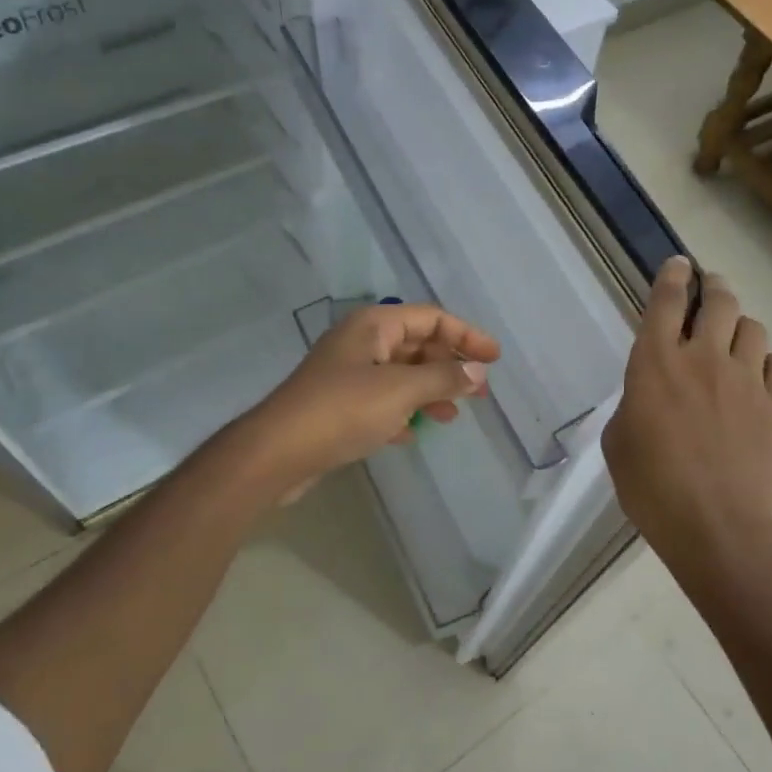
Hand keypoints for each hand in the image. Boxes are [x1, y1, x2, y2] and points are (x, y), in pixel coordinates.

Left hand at [235, 302, 498, 499]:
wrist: (277, 452)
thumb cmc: (343, 410)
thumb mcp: (400, 390)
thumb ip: (443, 377)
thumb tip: (477, 371)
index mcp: (374, 325)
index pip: (432, 318)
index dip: (466, 335)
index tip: (494, 359)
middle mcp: (361, 342)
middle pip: (417, 345)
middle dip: (449, 366)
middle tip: (478, 392)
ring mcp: (347, 374)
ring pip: (401, 375)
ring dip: (429, 392)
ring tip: (451, 417)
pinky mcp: (338, 405)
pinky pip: (381, 401)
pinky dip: (402, 412)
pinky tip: (412, 433)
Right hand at [602, 258, 771, 572]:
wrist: (716, 527)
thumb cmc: (652, 488)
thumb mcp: (619, 442)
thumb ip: (634, 402)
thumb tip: (652, 393)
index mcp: (656, 363)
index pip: (667, 300)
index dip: (673, 275)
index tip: (679, 264)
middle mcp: (704, 358)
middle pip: (719, 301)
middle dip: (714, 287)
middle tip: (711, 290)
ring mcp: (747, 379)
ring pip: (754, 327)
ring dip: (741, 328)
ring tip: (734, 343)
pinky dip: (768, 364)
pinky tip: (759, 379)